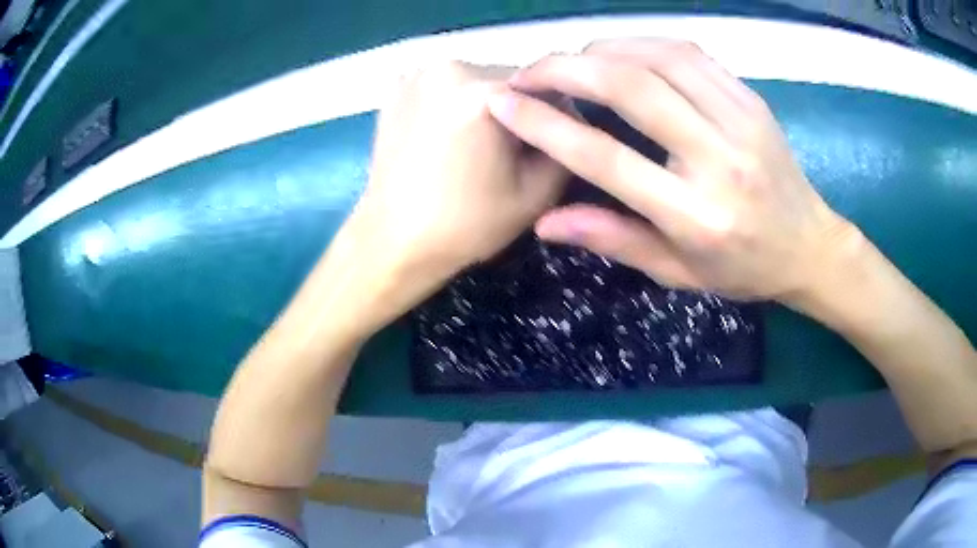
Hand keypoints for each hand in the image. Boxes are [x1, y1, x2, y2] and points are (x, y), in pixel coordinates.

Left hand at [331, 61, 565, 331]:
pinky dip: (458, 104)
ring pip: (480, 80)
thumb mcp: (537, 194)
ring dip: (490, 105)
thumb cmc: (465, 225)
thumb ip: (566, 146)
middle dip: (521, 109)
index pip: (550, 88)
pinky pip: (448, 86)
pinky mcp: (399, 86)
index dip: (559, 118)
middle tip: (514, 151)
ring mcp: (418, 73)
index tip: (552, 148)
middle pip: (512, 79)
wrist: (393, 241)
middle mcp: (449, 68)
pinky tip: (450, 138)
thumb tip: (569, 121)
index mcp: (483, 92)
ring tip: (479, 147)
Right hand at [487, 39, 855, 304]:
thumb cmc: (742, 268)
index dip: (546, 125)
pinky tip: (622, 54)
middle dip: (565, 69)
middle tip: (528, 72)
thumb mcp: (676, 271)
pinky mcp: (751, 99)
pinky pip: (689, 53)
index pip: (607, 159)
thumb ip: (613, 239)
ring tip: (572, 62)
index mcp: (696, 216)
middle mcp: (719, 160)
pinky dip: (643, 45)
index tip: (503, 103)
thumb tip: (544, 223)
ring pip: (658, 58)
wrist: (809, 246)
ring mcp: (741, 121)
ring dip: (602, 50)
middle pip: (631, 89)